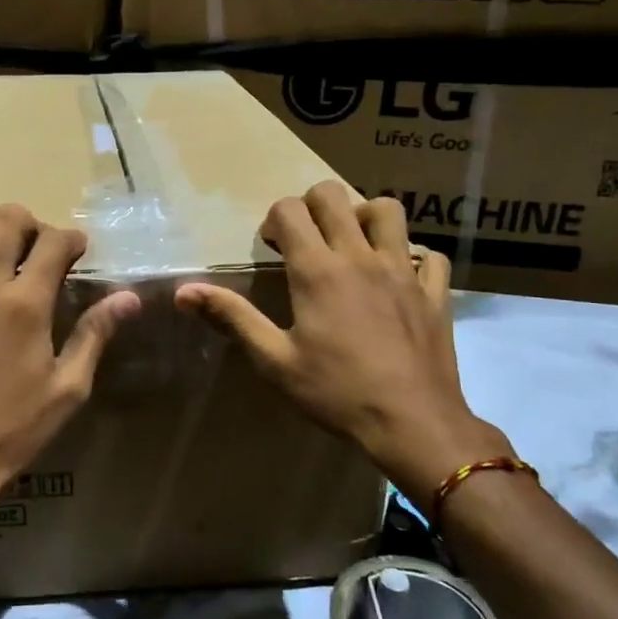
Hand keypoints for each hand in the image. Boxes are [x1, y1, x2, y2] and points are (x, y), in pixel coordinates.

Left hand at [0, 204, 139, 518]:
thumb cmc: (14, 429)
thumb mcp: (69, 388)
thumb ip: (95, 334)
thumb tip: (129, 297)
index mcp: (26, 305)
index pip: (54, 242)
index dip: (72, 239)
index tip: (76, 252)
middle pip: (5, 221)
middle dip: (28, 224)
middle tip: (34, 248)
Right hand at [175, 180, 511, 496]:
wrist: (413, 423)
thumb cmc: (336, 393)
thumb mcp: (274, 360)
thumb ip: (231, 317)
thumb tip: (183, 291)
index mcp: (317, 271)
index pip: (289, 210)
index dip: (274, 221)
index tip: (273, 250)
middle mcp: (360, 257)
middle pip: (334, 195)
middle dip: (311, 206)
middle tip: (306, 241)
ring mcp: (403, 270)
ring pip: (387, 210)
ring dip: (364, 217)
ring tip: (353, 246)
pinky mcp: (434, 291)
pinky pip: (429, 255)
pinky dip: (413, 257)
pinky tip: (399, 278)